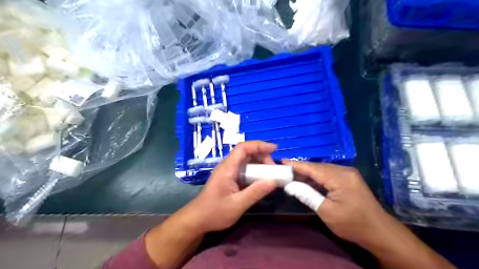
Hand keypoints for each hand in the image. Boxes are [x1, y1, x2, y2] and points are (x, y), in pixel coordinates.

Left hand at [179, 141, 278, 233]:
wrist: (197, 220)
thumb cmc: (214, 212)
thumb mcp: (236, 205)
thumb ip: (255, 193)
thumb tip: (273, 181)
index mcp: (227, 168)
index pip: (243, 148)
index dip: (259, 145)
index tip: (274, 149)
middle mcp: (228, 166)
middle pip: (246, 153)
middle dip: (262, 156)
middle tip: (273, 169)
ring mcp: (228, 173)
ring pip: (246, 162)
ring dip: (259, 164)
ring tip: (270, 174)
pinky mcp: (230, 179)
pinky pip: (245, 171)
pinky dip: (255, 172)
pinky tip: (262, 181)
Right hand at [281, 161, 390, 246]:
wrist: (379, 232)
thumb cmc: (352, 224)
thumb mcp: (326, 211)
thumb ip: (307, 195)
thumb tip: (289, 185)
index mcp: (340, 178)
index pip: (313, 168)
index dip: (297, 165)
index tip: (282, 161)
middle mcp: (345, 171)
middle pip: (318, 167)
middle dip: (301, 169)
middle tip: (285, 171)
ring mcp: (348, 174)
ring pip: (323, 169)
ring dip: (308, 173)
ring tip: (293, 176)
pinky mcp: (349, 178)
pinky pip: (329, 174)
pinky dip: (317, 177)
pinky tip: (308, 181)